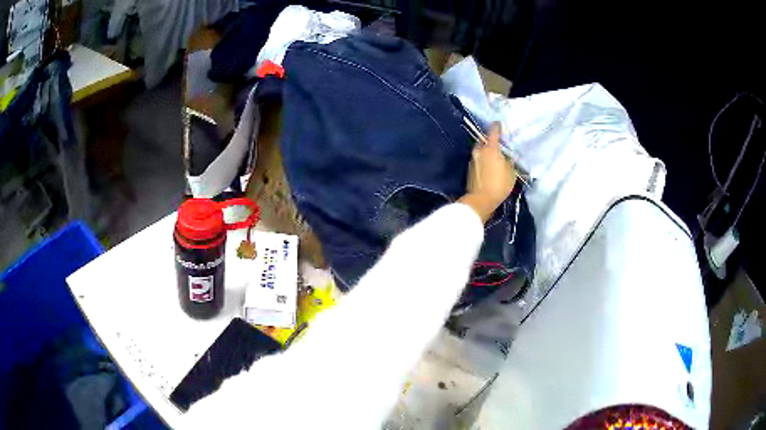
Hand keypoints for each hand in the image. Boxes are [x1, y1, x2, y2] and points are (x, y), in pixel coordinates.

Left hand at [459, 122, 516, 222]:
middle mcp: (479, 150)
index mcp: (491, 148)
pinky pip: (479, 158)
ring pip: (481, 150)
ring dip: (487, 150)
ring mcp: (473, 159)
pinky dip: (484, 159)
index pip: (493, 131)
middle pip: (485, 140)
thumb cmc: (499, 185)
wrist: (480, 200)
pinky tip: (490, 165)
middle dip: (492, 140)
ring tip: (496, 155)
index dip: (497, 126)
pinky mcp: (470, 168)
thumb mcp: (511, 173)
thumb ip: (509, 161)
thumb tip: (508, 157)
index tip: (499, 124)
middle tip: (500, 143)